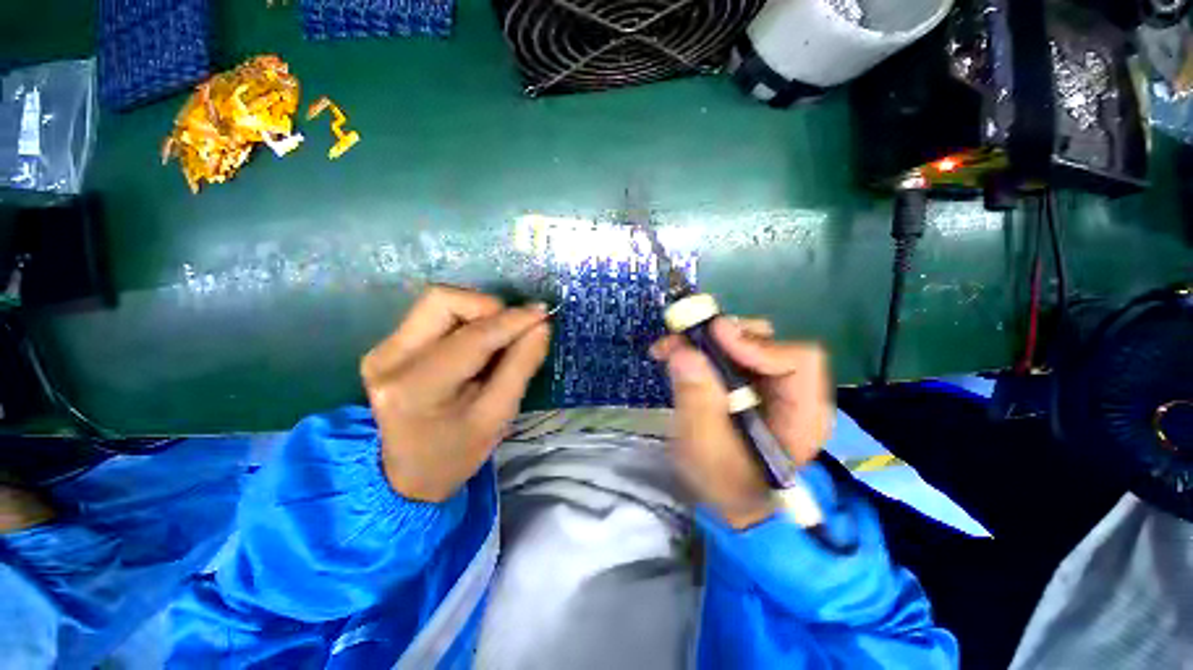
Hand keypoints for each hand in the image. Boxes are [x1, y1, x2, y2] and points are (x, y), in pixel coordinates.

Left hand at [361, 286, 551, 501]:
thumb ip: (521, 366)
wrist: (405, 474)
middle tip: (514, 328)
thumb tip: (541, 326)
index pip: (472, 338)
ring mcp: (383, 350)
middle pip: (443, 300)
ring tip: (498, 337)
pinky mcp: (387, 346)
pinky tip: (478, 343)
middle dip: (488, 307)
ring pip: (437, 302)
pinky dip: (465, 320)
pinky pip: (433, 315)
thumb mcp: (497, 416)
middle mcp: (390, 359)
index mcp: (417, 388)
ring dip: (477, 311)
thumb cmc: (456, 453)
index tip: (542, 314)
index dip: (512, 320)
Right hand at [652, 318, 833, 528]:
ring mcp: (770, 385)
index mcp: (803, 414)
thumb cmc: (724, 484)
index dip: (755, 344)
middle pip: (769, 343)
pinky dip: (702, 350)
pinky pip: (729, 354)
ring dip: (708, 341)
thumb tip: (683, 351)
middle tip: (683, 339)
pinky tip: (677, 356)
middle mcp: (794, 392)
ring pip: (746, 342)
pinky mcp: (749, 383)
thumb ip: (696, 400)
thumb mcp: (704, 448)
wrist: (729, 500)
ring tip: (674, 349)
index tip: (714, 336)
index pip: (798, 361)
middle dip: (723, 337)